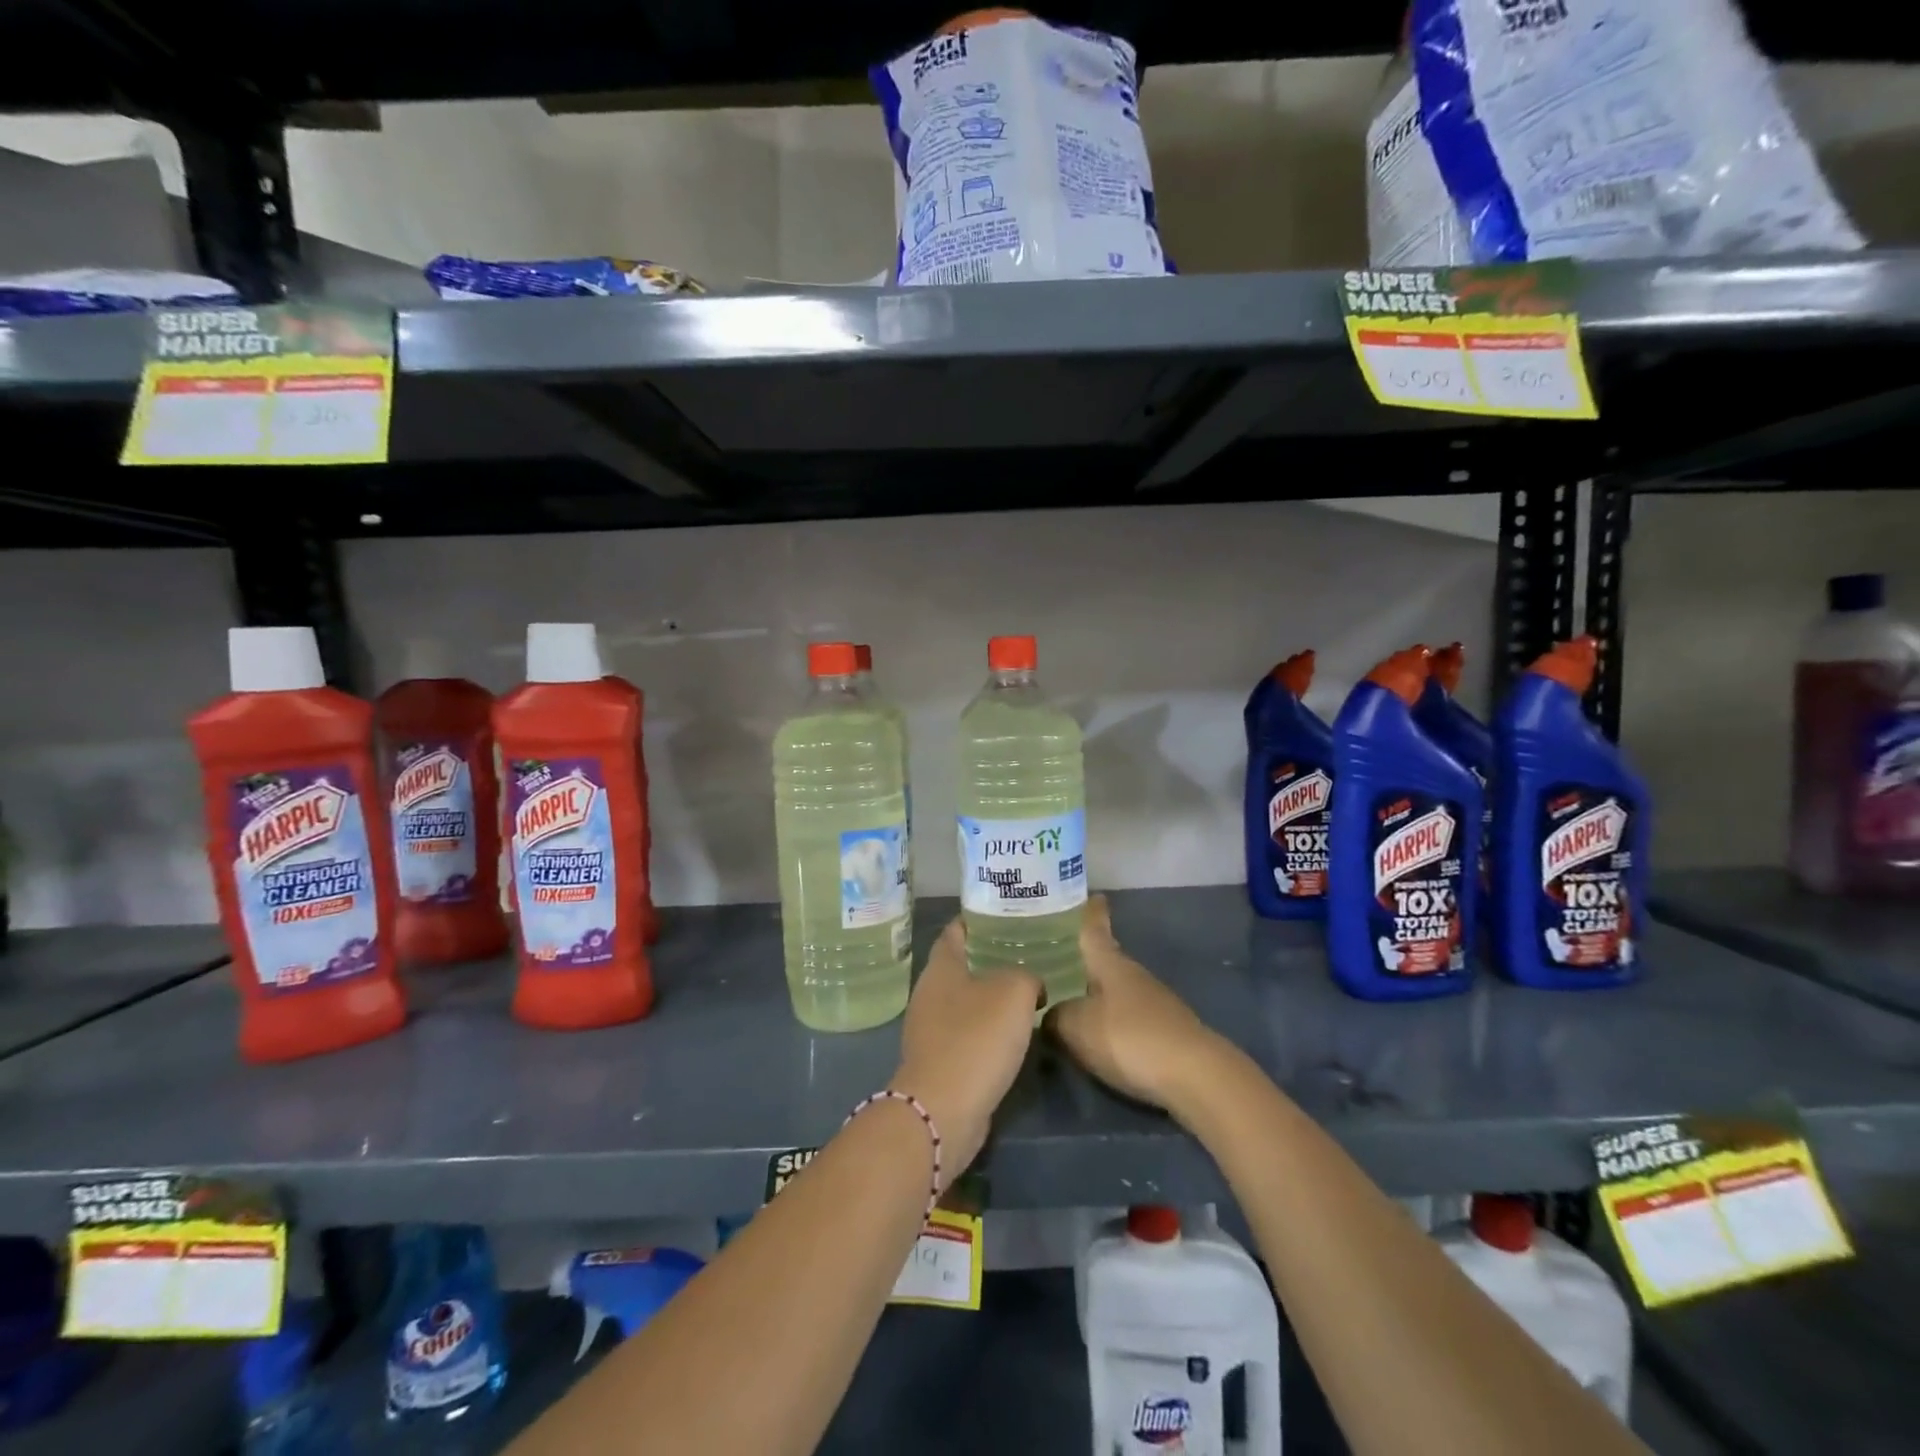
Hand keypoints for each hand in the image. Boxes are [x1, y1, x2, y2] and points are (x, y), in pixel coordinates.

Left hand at [891, 918, 1041, 1183]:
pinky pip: (966, 1033)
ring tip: (1027, 991)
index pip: (955, 931)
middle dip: (989, 958)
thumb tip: (1031, 985)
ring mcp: (930, 1029)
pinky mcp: (939, 1061)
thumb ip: (1027, 977)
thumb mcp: (1014, 992)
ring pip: (965, 1001)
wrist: (944, 1109)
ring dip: (990, 997)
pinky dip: (987, 1029)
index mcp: (941, 967)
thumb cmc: (976, 1038)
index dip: (976, 920)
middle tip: (1026, 952)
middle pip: (960, 965)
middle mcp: (929, 993)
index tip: (1003, 915)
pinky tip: (1013, 1033)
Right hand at [1048, 896, 1226, 1116]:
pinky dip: (1111, 1020)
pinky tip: (1097, 1035)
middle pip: (1106, 960)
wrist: (1195, 1076)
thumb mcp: (1077, 1027)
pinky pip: (1128, 1017)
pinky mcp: (1165, 1032)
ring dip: (1097, 992)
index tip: (1090, 895)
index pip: (1095, 929)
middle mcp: (1133, 975)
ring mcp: (1154, 1003)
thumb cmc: (1130, 1038)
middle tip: (1055, 958)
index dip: (1090, 912)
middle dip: (1084, 959)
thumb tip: (1047, 1013)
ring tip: (1070, 1000)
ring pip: (1117, 990)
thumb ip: (1055, 1016)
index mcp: (1110, 963)